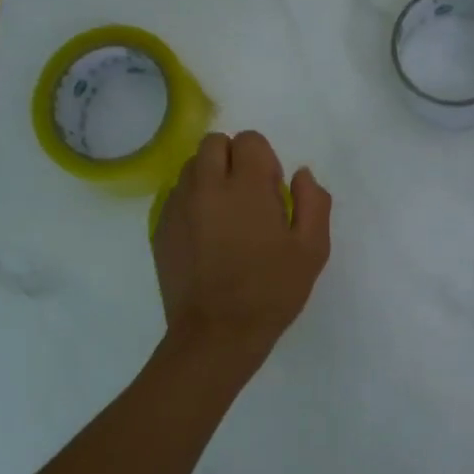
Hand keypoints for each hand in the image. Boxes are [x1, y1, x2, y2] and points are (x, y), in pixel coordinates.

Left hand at [153, 130, 331, 360]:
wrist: (217, 333)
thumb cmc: (271, 292)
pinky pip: (176, 197)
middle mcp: (206, 186)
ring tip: (226, 217)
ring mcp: (178, 206)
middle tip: (248, 197)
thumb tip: (301, 174)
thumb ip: (313, 203)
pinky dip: (193, 203)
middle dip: (234, 159)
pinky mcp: (160, 228)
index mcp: (246, 187)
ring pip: (192, 168)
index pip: (250, 140)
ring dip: (211, 179)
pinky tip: (207, 238)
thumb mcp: (312, 250)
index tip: (271, 193)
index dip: (265, 161)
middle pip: (214, 143)